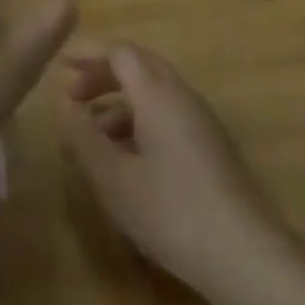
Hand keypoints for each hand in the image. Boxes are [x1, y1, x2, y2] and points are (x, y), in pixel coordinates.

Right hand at [59, 43, 284, 291]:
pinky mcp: (210, 146)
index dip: (89, 54)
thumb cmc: (171, 210)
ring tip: (90, 136)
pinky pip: (167, 116)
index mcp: (158, 93)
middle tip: (72, 96)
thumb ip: (84, 139)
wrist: (243, 252)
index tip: (61, 64)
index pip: (121, 53)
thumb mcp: (113, 179)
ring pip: (154, 94)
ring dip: (119, 104)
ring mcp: (201, 120)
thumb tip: (67, 109)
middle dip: (103, 77)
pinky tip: (124, 159)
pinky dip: (139, 123)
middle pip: (139, 67)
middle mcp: (182, 96)